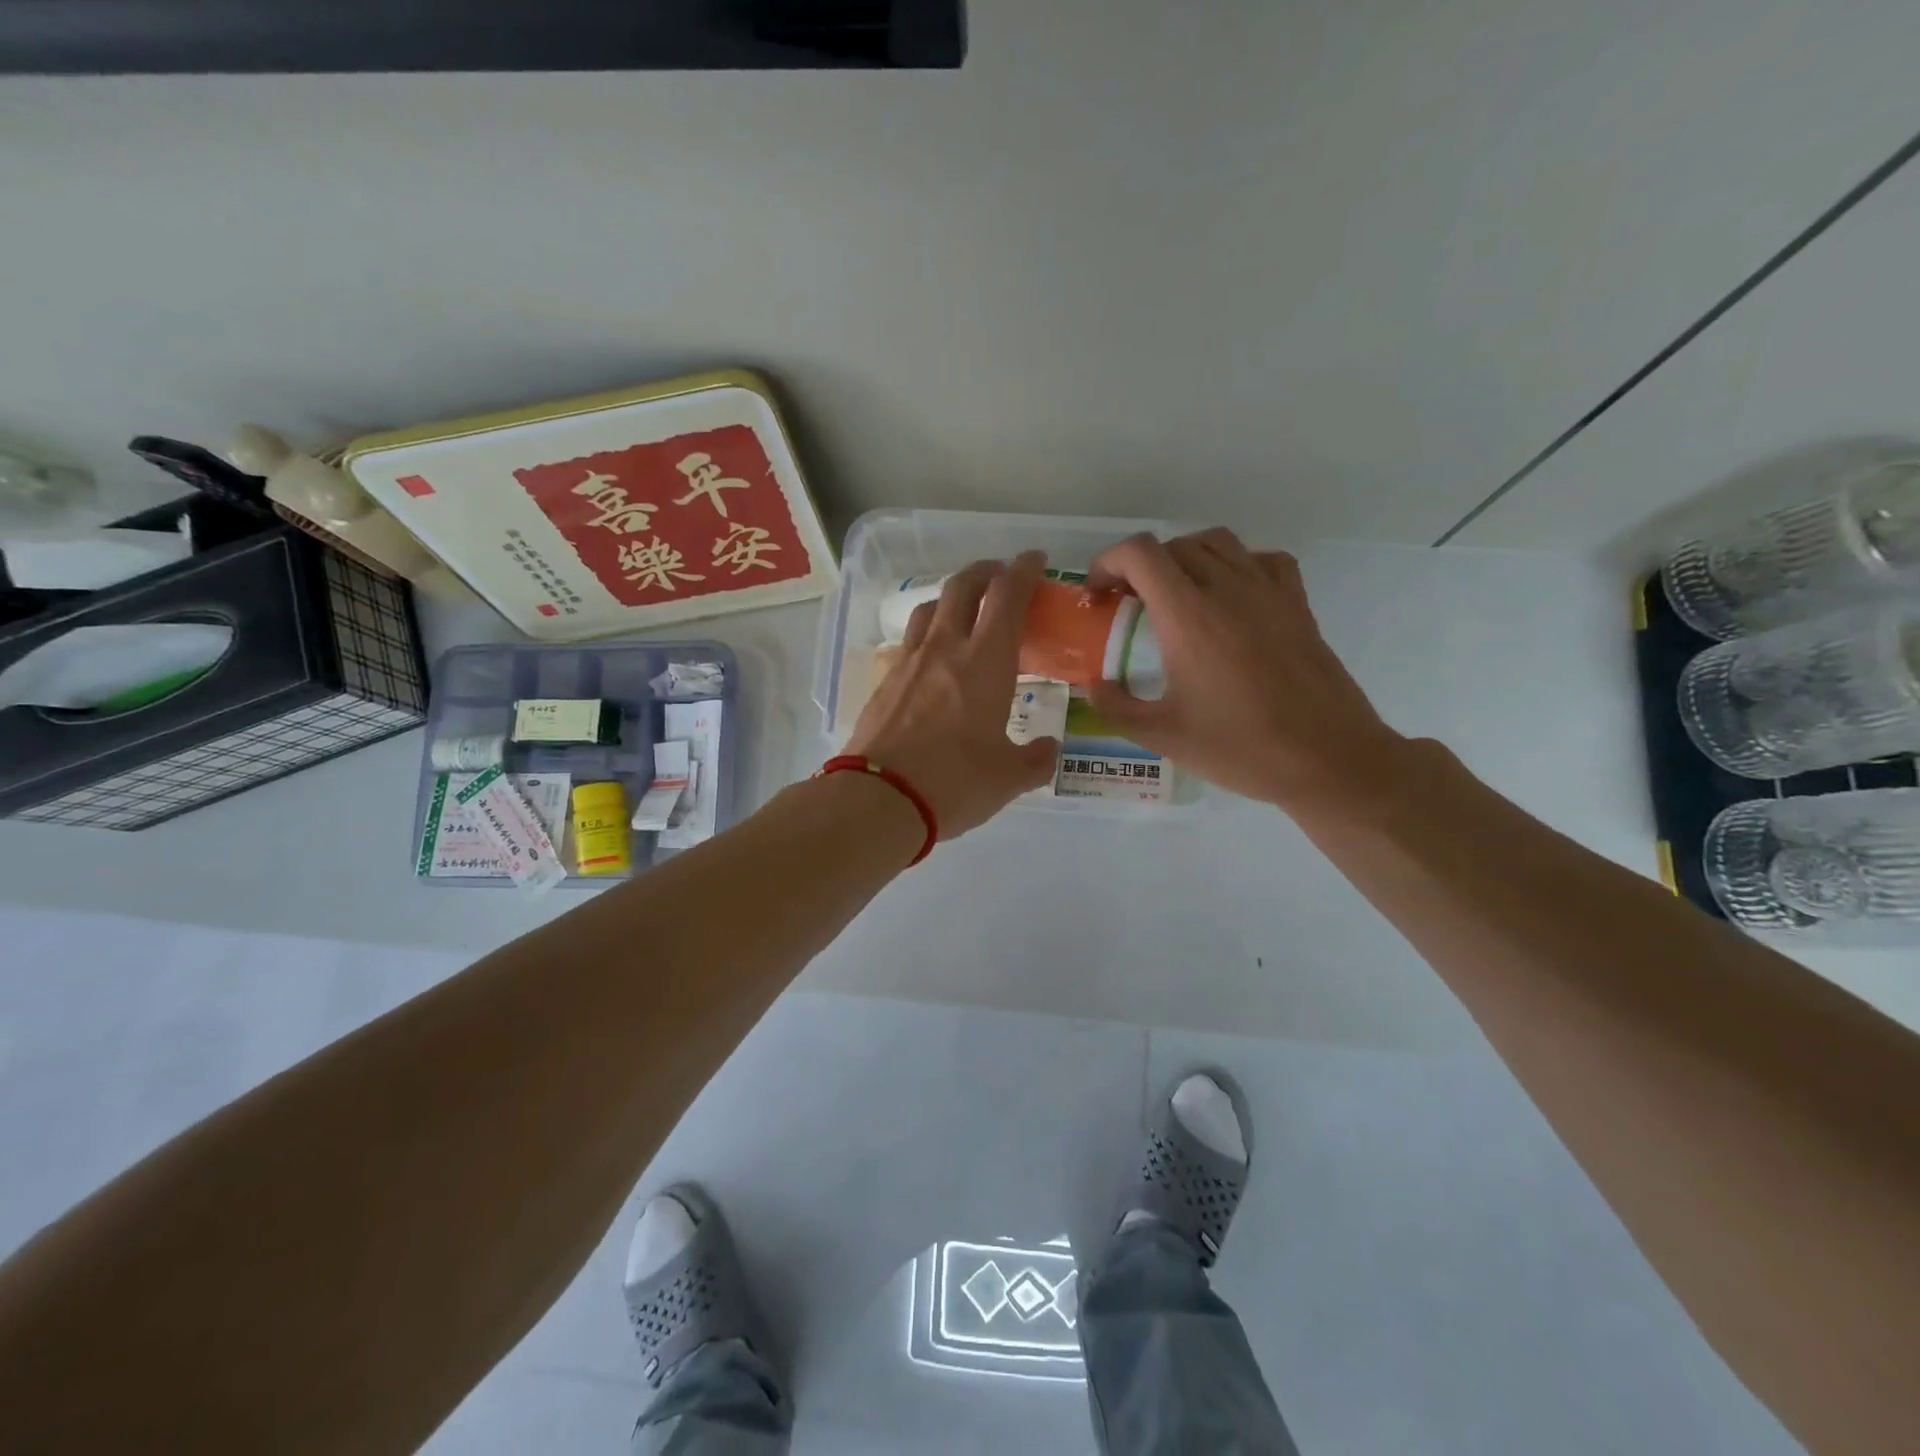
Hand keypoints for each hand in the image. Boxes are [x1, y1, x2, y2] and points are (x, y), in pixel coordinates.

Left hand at [845, 553, 1059, 839]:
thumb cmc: (954, 783)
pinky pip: (909, 642)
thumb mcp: (1008, 778)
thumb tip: (1049, 750)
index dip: (1024, 570)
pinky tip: (931, 659)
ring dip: (951, 598)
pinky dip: (927, 635)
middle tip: (1000, 576)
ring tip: (964, 611)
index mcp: (986, 661)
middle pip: (963, 587)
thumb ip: (1035, 760)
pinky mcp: (883, 682)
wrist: (878, 799)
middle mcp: (946, 648)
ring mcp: (908, 662)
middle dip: (985, 571)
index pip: (1007, 596)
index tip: (1035, 560)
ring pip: (930, 609)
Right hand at [1085, 529, 1404, 813]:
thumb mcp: (1163, 736)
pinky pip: (1263, 560)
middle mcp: (1228, 590)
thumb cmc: (1240, 748)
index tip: (1098, 594)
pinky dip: (1237, 564)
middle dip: (1140, 567)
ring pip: (1218, 543)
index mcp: (1188, 617)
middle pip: (1174, 546)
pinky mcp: (1297, 605)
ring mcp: (1269, 592)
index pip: (1140, 554)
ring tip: (1175, 595)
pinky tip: (1230, 597)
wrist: (1327, 759)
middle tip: (1128, 604)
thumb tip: (1094, 687)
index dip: (1108, 562)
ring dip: (1185, 558)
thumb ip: (1116, 708)